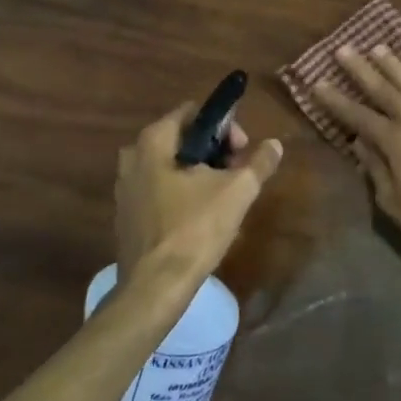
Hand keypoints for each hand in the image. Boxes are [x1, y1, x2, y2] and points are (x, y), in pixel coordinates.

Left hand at [115, 103, 283, 294]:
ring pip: (170, 166)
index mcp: (153, 141)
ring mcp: (125, 187)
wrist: (155, 287)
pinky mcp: (126, 214)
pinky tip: (200, 217)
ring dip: (199, 173)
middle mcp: (132, 157)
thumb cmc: (195, 229)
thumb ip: (259, 162)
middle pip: (182, 139)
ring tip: (224, 196)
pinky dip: (181, 193)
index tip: (242, 150)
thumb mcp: (237, 192)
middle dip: (214, 151)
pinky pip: (159, 190)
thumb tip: (274, 144)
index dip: (225, 126)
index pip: (194, 113)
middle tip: (237, 173)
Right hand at [312, 46, 400, 266]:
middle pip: (385, 91)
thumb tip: (360, 143)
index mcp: (397, 143)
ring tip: (379, 48)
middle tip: (344, 49)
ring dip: (396, 66)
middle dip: (362, 70)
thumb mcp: (394, 204)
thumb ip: (376, 169)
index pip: (359, 117)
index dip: (337, 101)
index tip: (318, 82)